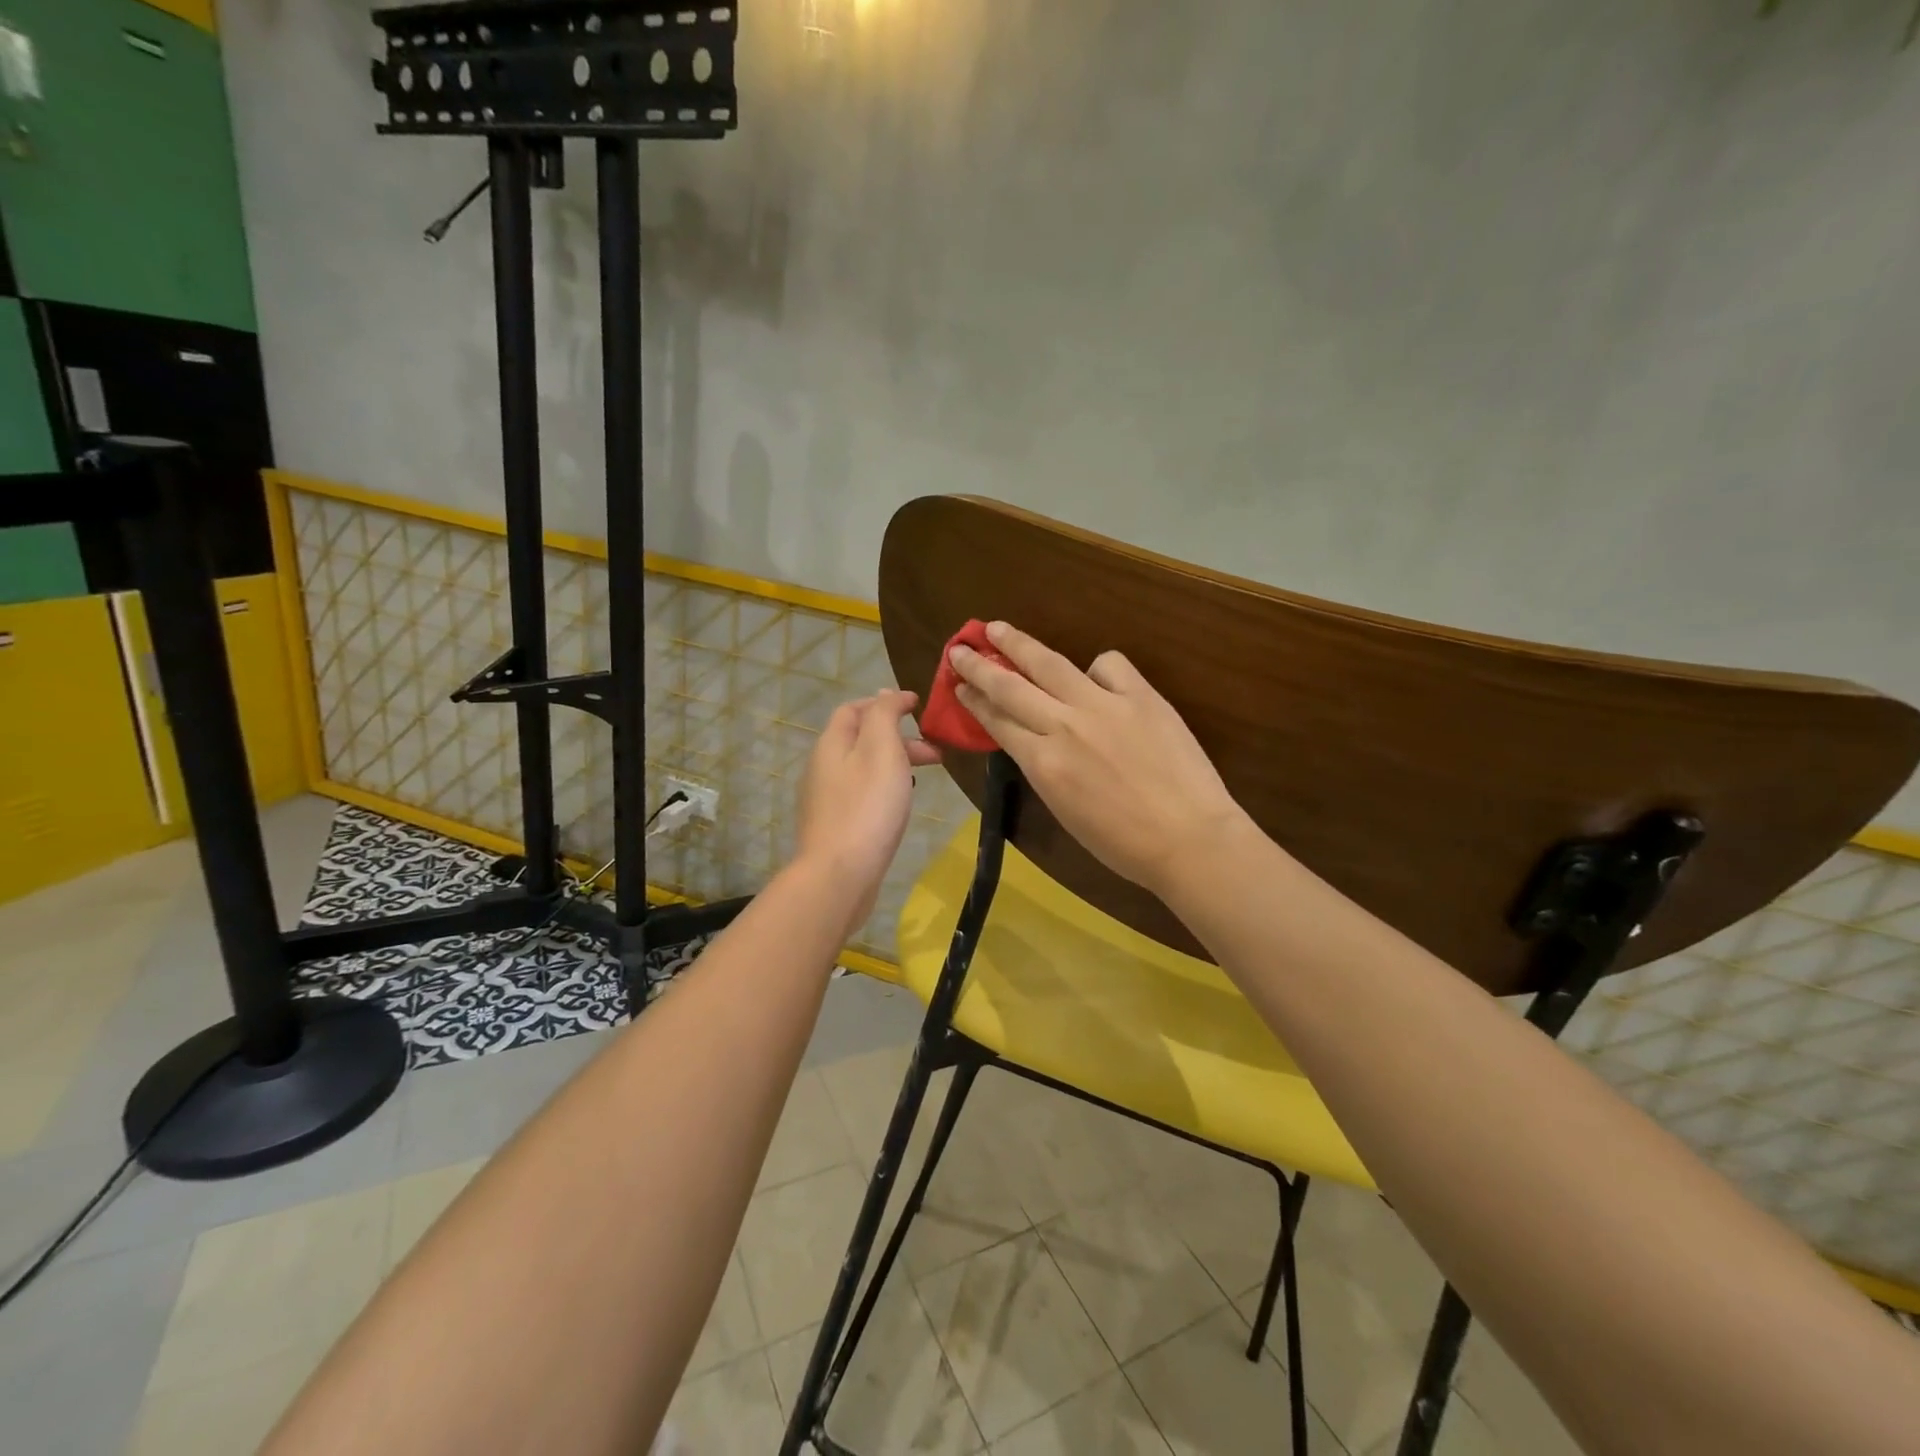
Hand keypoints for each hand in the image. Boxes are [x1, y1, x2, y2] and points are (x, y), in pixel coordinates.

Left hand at [794, 690, 941, 931]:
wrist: (839, 875)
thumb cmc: (867, 807)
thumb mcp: (882, 749)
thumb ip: (884, 715)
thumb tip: (886, 693)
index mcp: (832, 744)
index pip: (854, 708)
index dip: (886, 702)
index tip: (919, 707)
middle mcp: (822, 767)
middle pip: (860, 738)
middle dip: (898, 737)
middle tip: (935, 752)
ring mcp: (825, 799)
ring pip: (863, 768)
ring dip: (894, 764)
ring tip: (924, 777)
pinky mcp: (834, 826)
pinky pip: (861, 794)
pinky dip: (884, 787)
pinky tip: (899, 805)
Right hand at [950, 622, 1248, 896]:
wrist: (1189, 839)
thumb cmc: (1123, 844)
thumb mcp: (1065, 810)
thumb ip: (1045, 768)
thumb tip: (1035, 739)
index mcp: (1042, 764)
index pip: (998, 721)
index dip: (974, 700)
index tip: (958, 685)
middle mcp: (1063, 726)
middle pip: (1010, 686)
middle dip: (979, 665)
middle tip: (959, 649)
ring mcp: (1103, 705)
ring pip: (1049, 663)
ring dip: (1018, 643)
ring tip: (998, 628)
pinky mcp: (1141, 696)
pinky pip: (1109, 665)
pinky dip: (1097, 667)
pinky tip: (1098, 676)